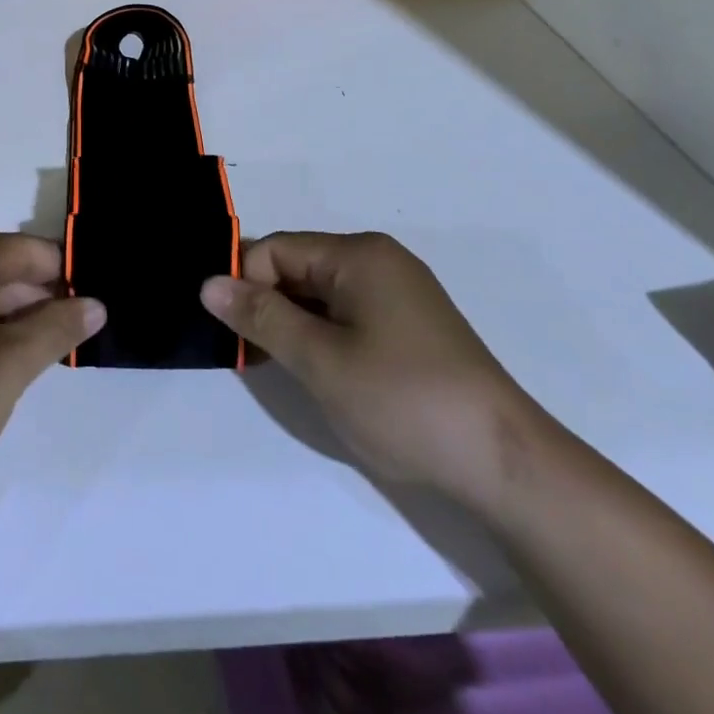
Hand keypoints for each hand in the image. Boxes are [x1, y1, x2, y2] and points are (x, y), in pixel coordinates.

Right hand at [201, 232, 536, 504]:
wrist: (505, 463)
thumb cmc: (403, 401)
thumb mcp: (320, 360)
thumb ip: (261, 317)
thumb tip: (208, 284)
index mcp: (358, 255)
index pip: (276, 250)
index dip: (246, 285)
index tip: (234, 334)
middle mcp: (379, 261)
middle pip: (298, 267)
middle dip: (268, 305)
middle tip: (252, 356)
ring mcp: (399, 293)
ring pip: (321, 293)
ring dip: (294, 324)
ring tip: (283, 369)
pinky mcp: (411, 325)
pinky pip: (348, 313)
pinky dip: (324, 335)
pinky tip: (322, 372)